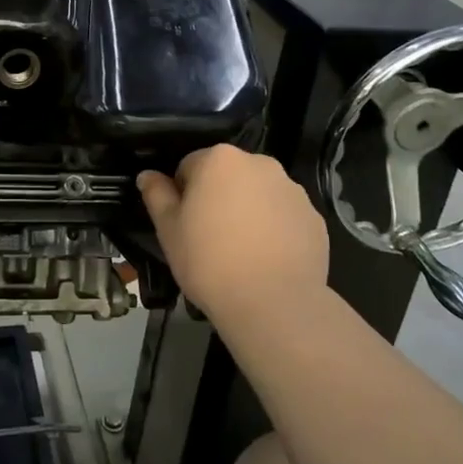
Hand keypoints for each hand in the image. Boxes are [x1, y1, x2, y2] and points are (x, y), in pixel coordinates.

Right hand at [137, 146, 328, 324]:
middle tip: (210, 237)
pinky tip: (267, 260)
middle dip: (218, 197)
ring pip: (259, 194)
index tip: (184, 224)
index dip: (183, 194)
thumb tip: (147, 175)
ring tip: (241, 252)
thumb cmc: (209, 261)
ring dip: (248, 210)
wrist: (273, 304)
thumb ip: (156, 195)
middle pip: (228, 175)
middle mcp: (259, 163)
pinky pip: (285, 216)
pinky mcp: (315, 218)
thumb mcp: (169, 230)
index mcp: (220, 159)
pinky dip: (275, 229)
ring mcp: (292, 190)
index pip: (190, 165)